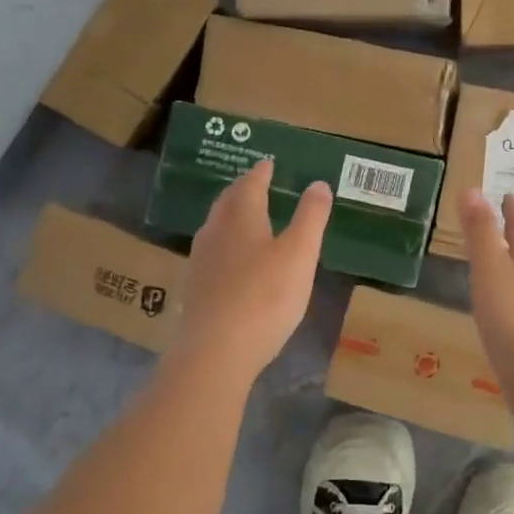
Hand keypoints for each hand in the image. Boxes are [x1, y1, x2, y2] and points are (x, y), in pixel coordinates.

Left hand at [171, 160, 331, 382]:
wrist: (216, 350)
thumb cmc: (265, 297)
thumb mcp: (300, 254)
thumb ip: (311, 218)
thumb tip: (318, 183)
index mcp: (241, 217)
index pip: (251, 184)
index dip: (261, 172)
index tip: (268, 163)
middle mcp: (215, 231)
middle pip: (228, 201)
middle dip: (243, 189)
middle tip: (256, 183)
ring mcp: (200, 260)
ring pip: (216, 226)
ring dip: (231, 215)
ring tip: (246, 216)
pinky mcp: (195, 288)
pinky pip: (212, 252)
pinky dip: (225, 244)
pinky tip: (232, 260)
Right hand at [459, 188, 513, 380]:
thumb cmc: (511, 316)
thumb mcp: (490, 268)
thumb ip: (480, 232)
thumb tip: (473, 189)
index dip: (512, 211)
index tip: (506, 196)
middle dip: (513, 237)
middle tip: (498, 224)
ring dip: (510, 267)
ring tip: (493, 263)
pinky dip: (505, 297)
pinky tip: (495, 308)